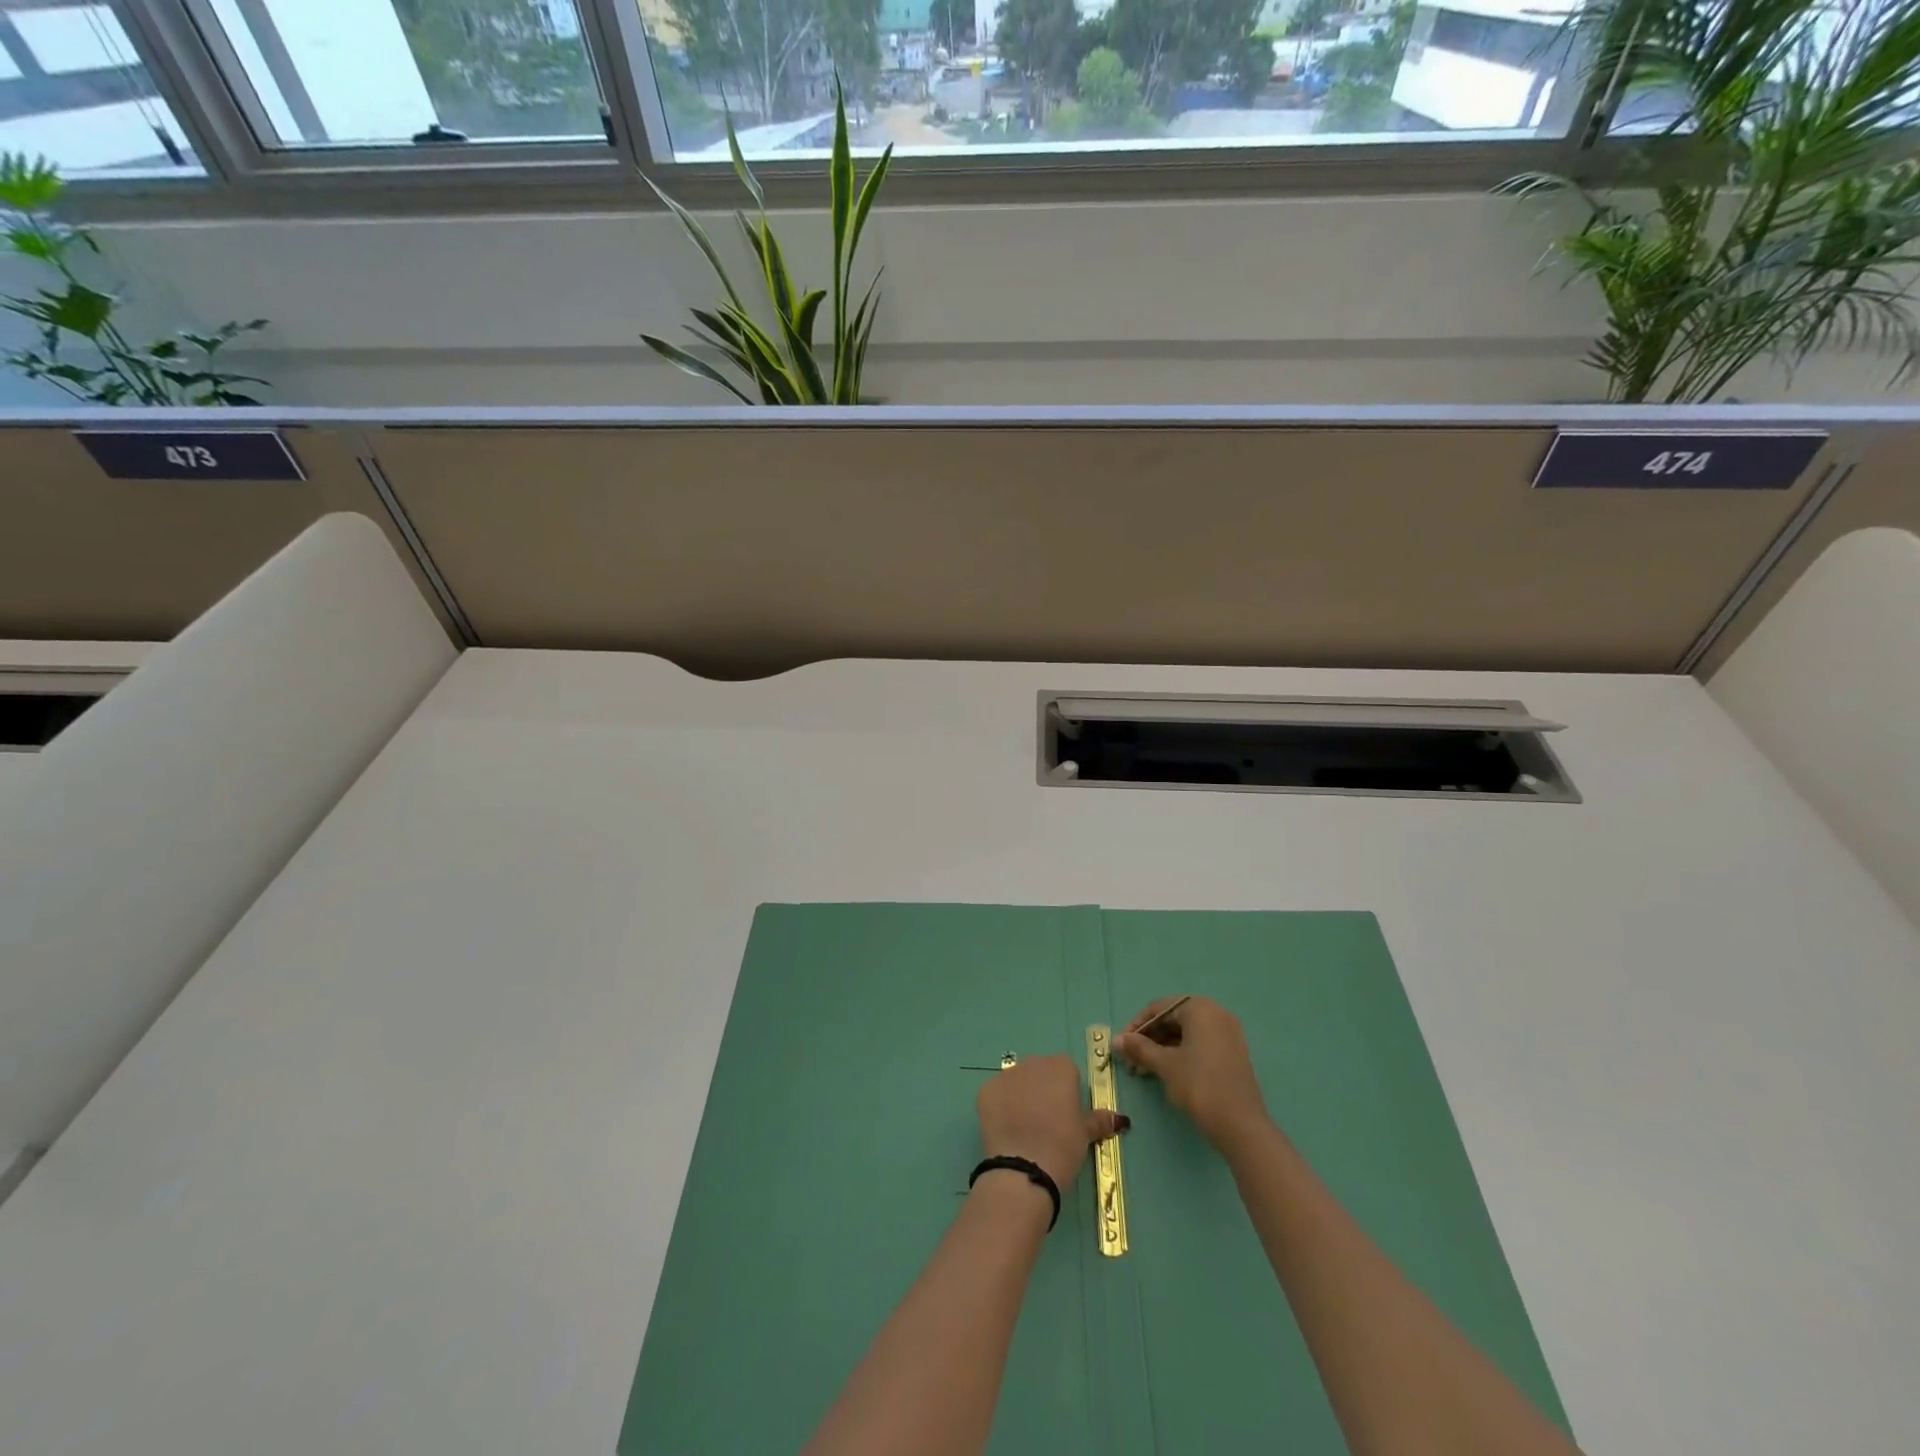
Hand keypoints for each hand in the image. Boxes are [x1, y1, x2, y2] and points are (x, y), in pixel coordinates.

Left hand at [977, 1055, 1125, 1193]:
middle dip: (1043, 1091)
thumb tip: (1119, 1119)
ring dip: (1021, 1097)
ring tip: (1026, 1129)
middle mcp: (1033, 1063)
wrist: (1024, 1168)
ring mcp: (1006, 1075)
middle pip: (1040, 1072)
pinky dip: (1001, 1107)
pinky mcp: (986, 1090)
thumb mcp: (1085, 1134)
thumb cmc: (1063, 1147)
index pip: (1067, 1071)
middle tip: (1047, 1123)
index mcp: (1061, 1067)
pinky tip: (1007, 1130)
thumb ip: (1099, 1120)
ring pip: (1017, 1082)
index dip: (1067, 1093)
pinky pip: (997, 1094)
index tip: (1067, 1115)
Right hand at [1114, 997, 1267, 1150]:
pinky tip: (1166, 1072)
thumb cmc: (1199, 1085)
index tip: (1122, 1045)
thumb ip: (1139, 1048)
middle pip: (1173, 1019)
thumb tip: (1117, 1040)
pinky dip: (1180, 1054)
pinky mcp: (1233, 1053)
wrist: (1241, 1125)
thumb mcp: (1165, 1065)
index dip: (1137, 1025)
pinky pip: (1200, 1044)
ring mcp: (1228, 1034)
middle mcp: (1216, 1014)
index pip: (1159, 1008)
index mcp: (1200, 1008)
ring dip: (1162, 1048)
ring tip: (1144, 1070)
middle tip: (1131, 1060)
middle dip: (1149, 1039)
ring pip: (1186, 1034)